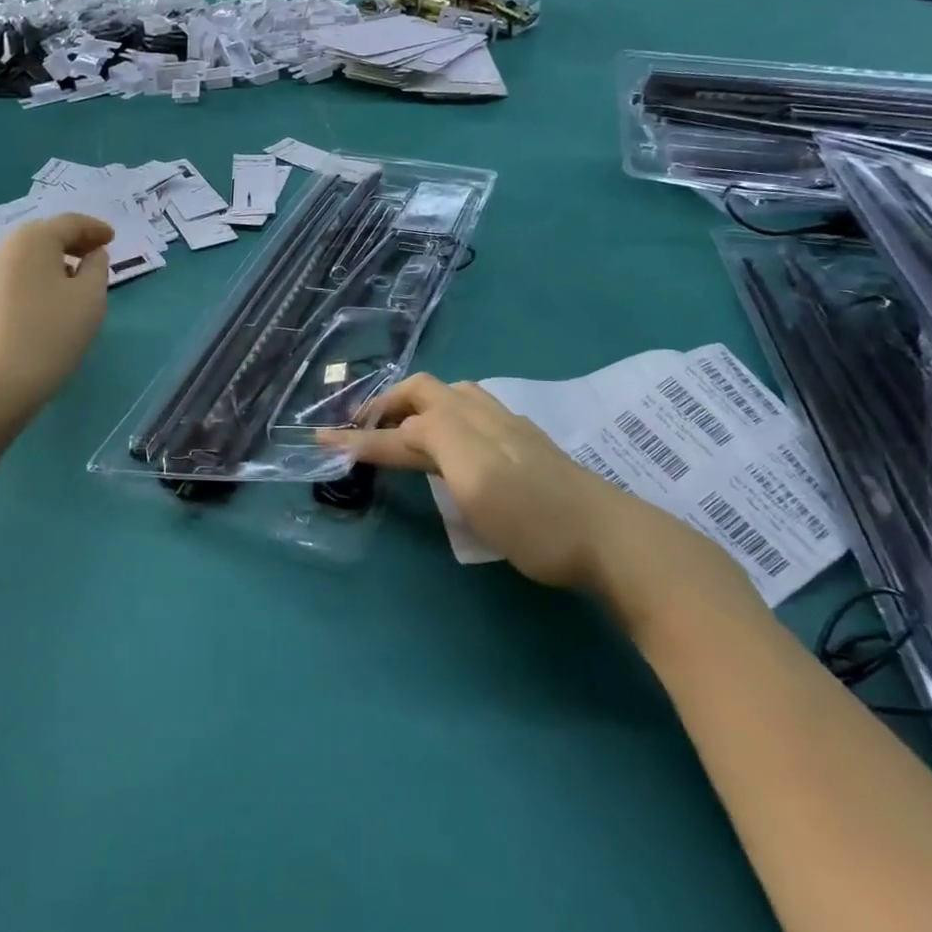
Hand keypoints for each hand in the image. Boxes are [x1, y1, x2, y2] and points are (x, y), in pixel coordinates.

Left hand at [0, 214, 111, 417]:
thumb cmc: (51, 333)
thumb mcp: (91, 297)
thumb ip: (97, 267)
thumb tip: (92, 255)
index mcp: (32, 239)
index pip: (70, 223)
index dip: (95, 229)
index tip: (112, 239)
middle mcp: (1, 248)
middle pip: (43, 236)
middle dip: (71, 243)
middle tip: (94, 257)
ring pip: (23, 259)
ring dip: (49, 263)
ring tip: (70, 283)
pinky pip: (9, 279)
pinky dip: (30, 281)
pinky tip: (42, 304)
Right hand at [319, 375, 762, 639]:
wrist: (610, 539)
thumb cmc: (534, 517)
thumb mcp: (475, 478)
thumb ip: (433, 441)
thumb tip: (403, 428)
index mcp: (462, 424)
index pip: (399, 425)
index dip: (359, 435)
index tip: (321, 443)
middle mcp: (482, 415)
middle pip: (425, 392)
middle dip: (387, 404)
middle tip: (362, 428)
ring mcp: (509, 429)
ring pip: (451, 398)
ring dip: (417, 406)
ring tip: (401, 429)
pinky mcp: (525, 448)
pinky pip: (471, 413)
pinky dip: (443, 417)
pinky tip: (453, 440)